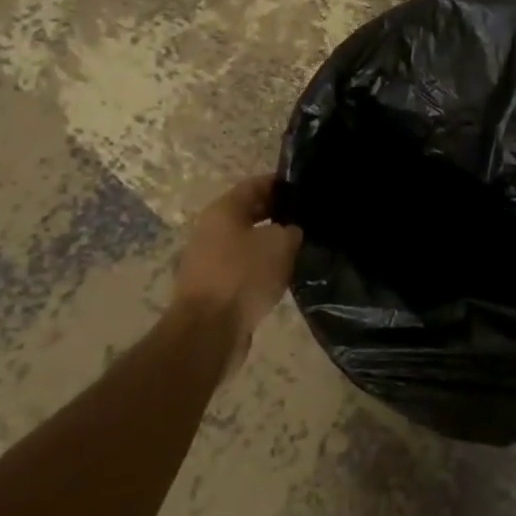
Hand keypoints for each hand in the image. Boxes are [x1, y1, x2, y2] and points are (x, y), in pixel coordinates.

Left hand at [172, 175, 300, 364]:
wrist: (207, 332)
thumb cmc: (243, 275)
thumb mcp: (281, 243)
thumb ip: (292, 230)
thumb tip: (291, 233)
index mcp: (223, 210)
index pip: (256, 184)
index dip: (282, 184)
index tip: (306, 189)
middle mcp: (210, 230)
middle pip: (249, 213)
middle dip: (277, 214)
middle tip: (307, 220)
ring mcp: (208, 261)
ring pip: (246, 243)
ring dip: (269, 245)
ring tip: (299, 250)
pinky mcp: (211, 289)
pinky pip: (241, 270)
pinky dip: (260, 270)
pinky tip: (281, 277)